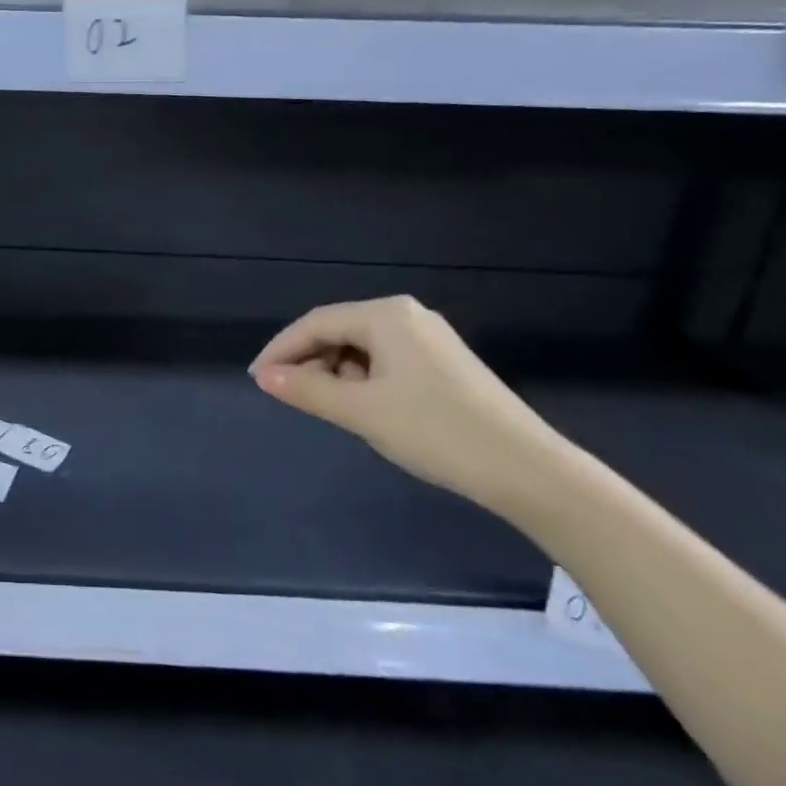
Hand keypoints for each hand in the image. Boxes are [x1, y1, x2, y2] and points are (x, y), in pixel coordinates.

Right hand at [249, 295, 565, 509]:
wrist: (527, 470)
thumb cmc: (435, 431)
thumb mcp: (361, 411)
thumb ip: (306, 389)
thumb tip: (264, 376)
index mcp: (386, 315)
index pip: (316, 323)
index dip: (281, 350)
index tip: (257, 379)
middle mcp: (406, 316)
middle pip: (338, 331)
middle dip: (309, 362)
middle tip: (289, 396)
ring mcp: (429, 339)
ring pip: (361, 348)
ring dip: (336, 373)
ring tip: (329, 407)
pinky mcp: (443, 364)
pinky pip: (385, 361)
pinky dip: (363, 381)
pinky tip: (364, 408)